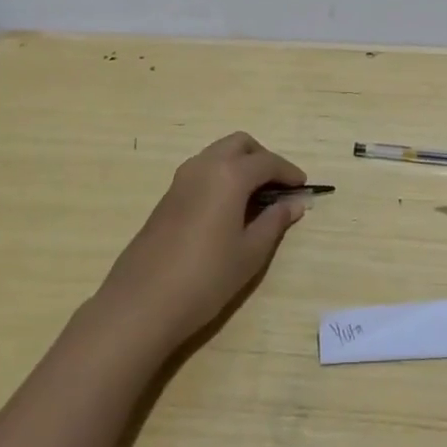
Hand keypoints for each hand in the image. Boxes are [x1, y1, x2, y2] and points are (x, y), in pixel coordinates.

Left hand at [96, 132, 309, 351]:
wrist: (143, 302)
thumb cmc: (206, 277)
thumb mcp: (250, 253)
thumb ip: (274, 222)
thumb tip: (294, 204)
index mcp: (229, 175)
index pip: (267, 162)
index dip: (289, 172)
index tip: (303, 187)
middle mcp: (204, 166)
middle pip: (240, 144)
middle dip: (263, 158)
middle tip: (278, 185)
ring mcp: (181, 179)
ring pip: (218, 154)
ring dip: (240, 164)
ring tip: (256, 197)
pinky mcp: (168, 196)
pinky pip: (202, 170)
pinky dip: (222, 176)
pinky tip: (229, 207)